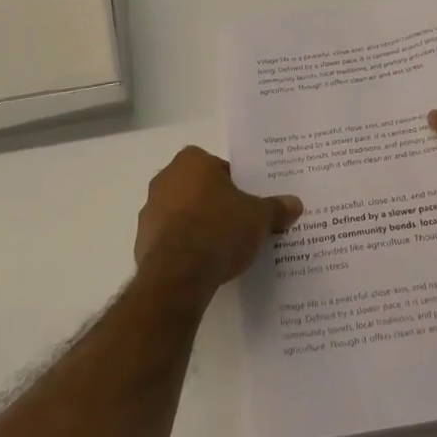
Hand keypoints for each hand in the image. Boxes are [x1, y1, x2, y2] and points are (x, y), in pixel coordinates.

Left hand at [134, 146, 301, 298]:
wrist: (179, 274)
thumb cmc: (220, 229)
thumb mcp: (259, 217)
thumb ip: (276, 208)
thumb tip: (295, 204)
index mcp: (192, 161)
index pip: (218, 167)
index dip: (235, 185)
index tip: (247, 204)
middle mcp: (165, 179)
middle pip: (198, 188)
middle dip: (215, 204)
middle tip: (238, 224)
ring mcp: (149, 211)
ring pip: (181, 213)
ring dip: (197, 225)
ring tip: (222, 249)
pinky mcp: (141, 243)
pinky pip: (169, 239)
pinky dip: (183, 248)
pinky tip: (202, 265)